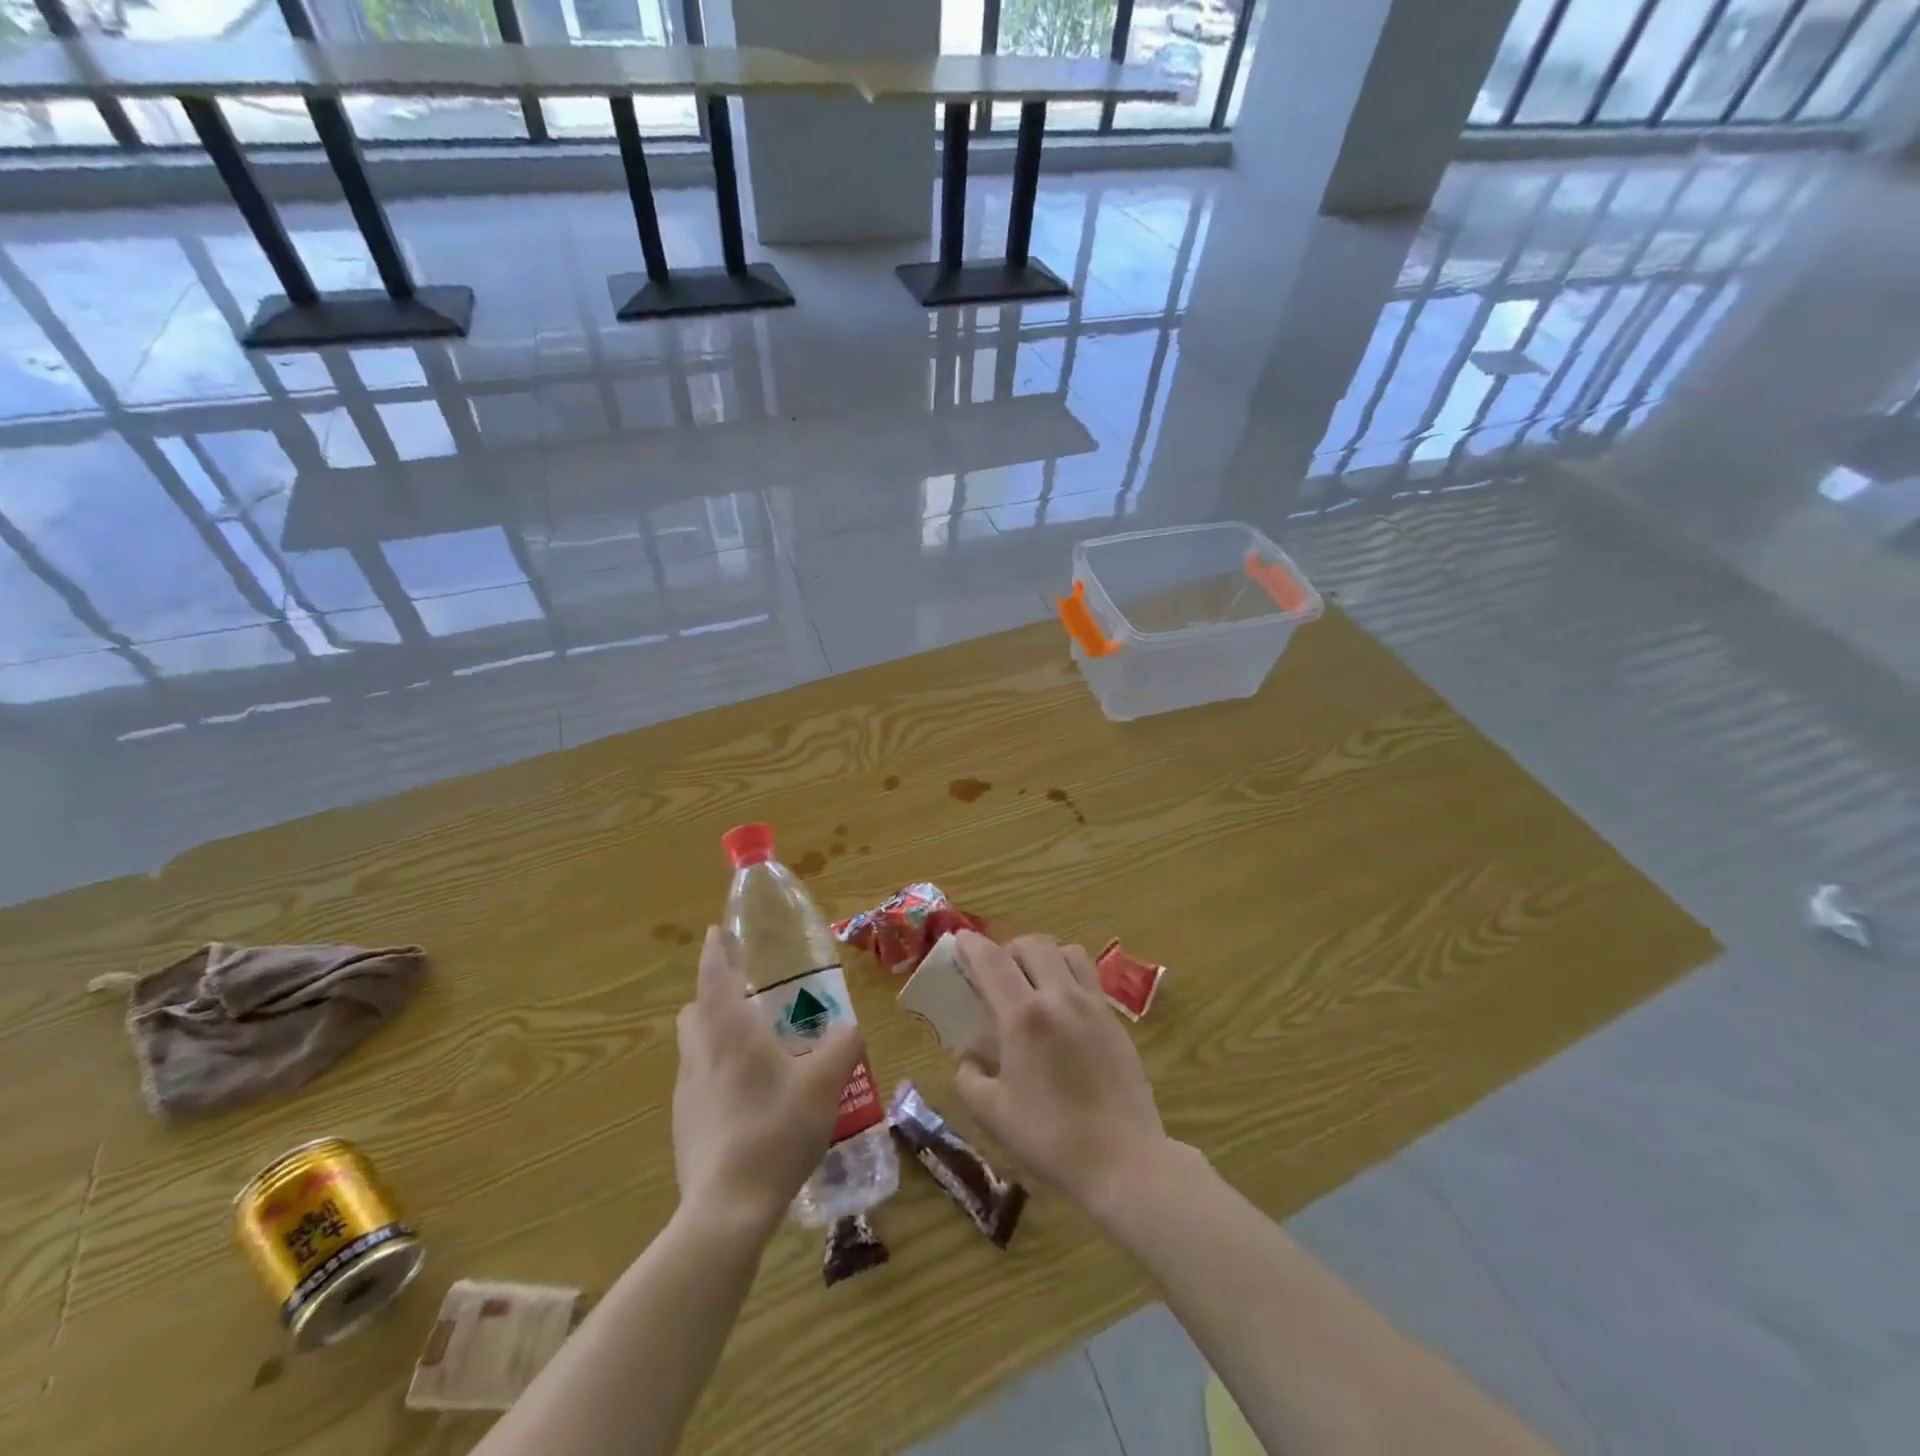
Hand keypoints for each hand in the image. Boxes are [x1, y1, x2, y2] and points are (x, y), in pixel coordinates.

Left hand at [673, 927, 864, 1234]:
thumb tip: (849, 1027)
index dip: (719, 950)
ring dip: (717, 1034)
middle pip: (696, 1010)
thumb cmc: (776, 1131)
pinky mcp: (685, 1125)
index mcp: (730, 1032)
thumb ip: (843, 1045)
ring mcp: (687, 1091)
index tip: (719, 931)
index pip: (716, 974)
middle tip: (751, 997)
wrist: (726, 1210)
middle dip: (715, 995)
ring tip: (757, 1049)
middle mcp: (700, 1053)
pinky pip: (700, 1081)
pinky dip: (719, 1073)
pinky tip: (751, 1099)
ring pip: (695, 1046)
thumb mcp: (825, 1083)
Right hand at [950, 931, 1168, 1215]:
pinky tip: (1061, 1006)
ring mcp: (1092, 1005)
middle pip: (1033, 945)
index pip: (992, 962)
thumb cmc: (1050, 1137)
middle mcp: (1059, 997)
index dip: (972, 945)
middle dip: (1008, 948)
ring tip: (1033, 980)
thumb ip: (969, 1077)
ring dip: (1043, 955)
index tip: (959, 938)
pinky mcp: (1114, 1019)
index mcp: (1024, 1017)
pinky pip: (1088, 976)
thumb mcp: (992, 1114)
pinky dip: (1068, 974)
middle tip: (996, 971)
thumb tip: (969, 1057)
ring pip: (1067, 952)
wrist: (1123, 1158)